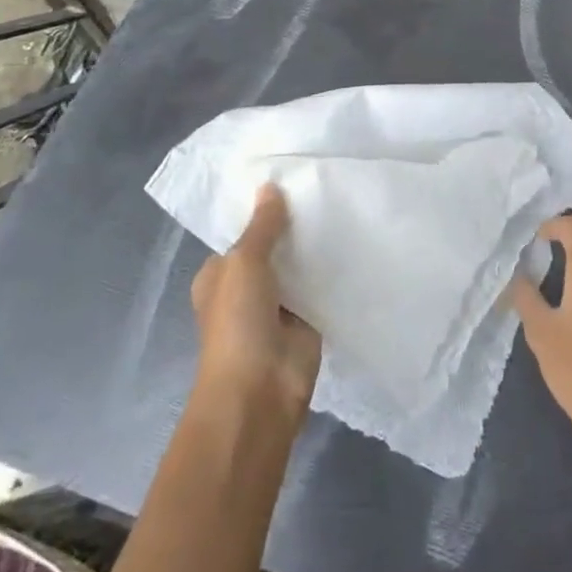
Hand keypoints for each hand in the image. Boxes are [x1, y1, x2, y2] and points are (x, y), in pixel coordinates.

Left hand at [190, 184, 320, 415]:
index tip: (289, 181)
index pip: (241, 234)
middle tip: (322, 188)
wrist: (260, 390)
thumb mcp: (244, 263)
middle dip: (292, 227)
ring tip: (342, 206)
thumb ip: (262, 226)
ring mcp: (278, 306)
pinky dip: (331, 272)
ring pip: (298, 267)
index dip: (262, 211)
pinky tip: (352, 243)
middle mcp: (246, 288)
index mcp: (219, 275)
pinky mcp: (306, 321)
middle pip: (273, 248)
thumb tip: (270, 186)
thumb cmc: (238, 322)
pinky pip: (319, 287)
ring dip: (313, 248)